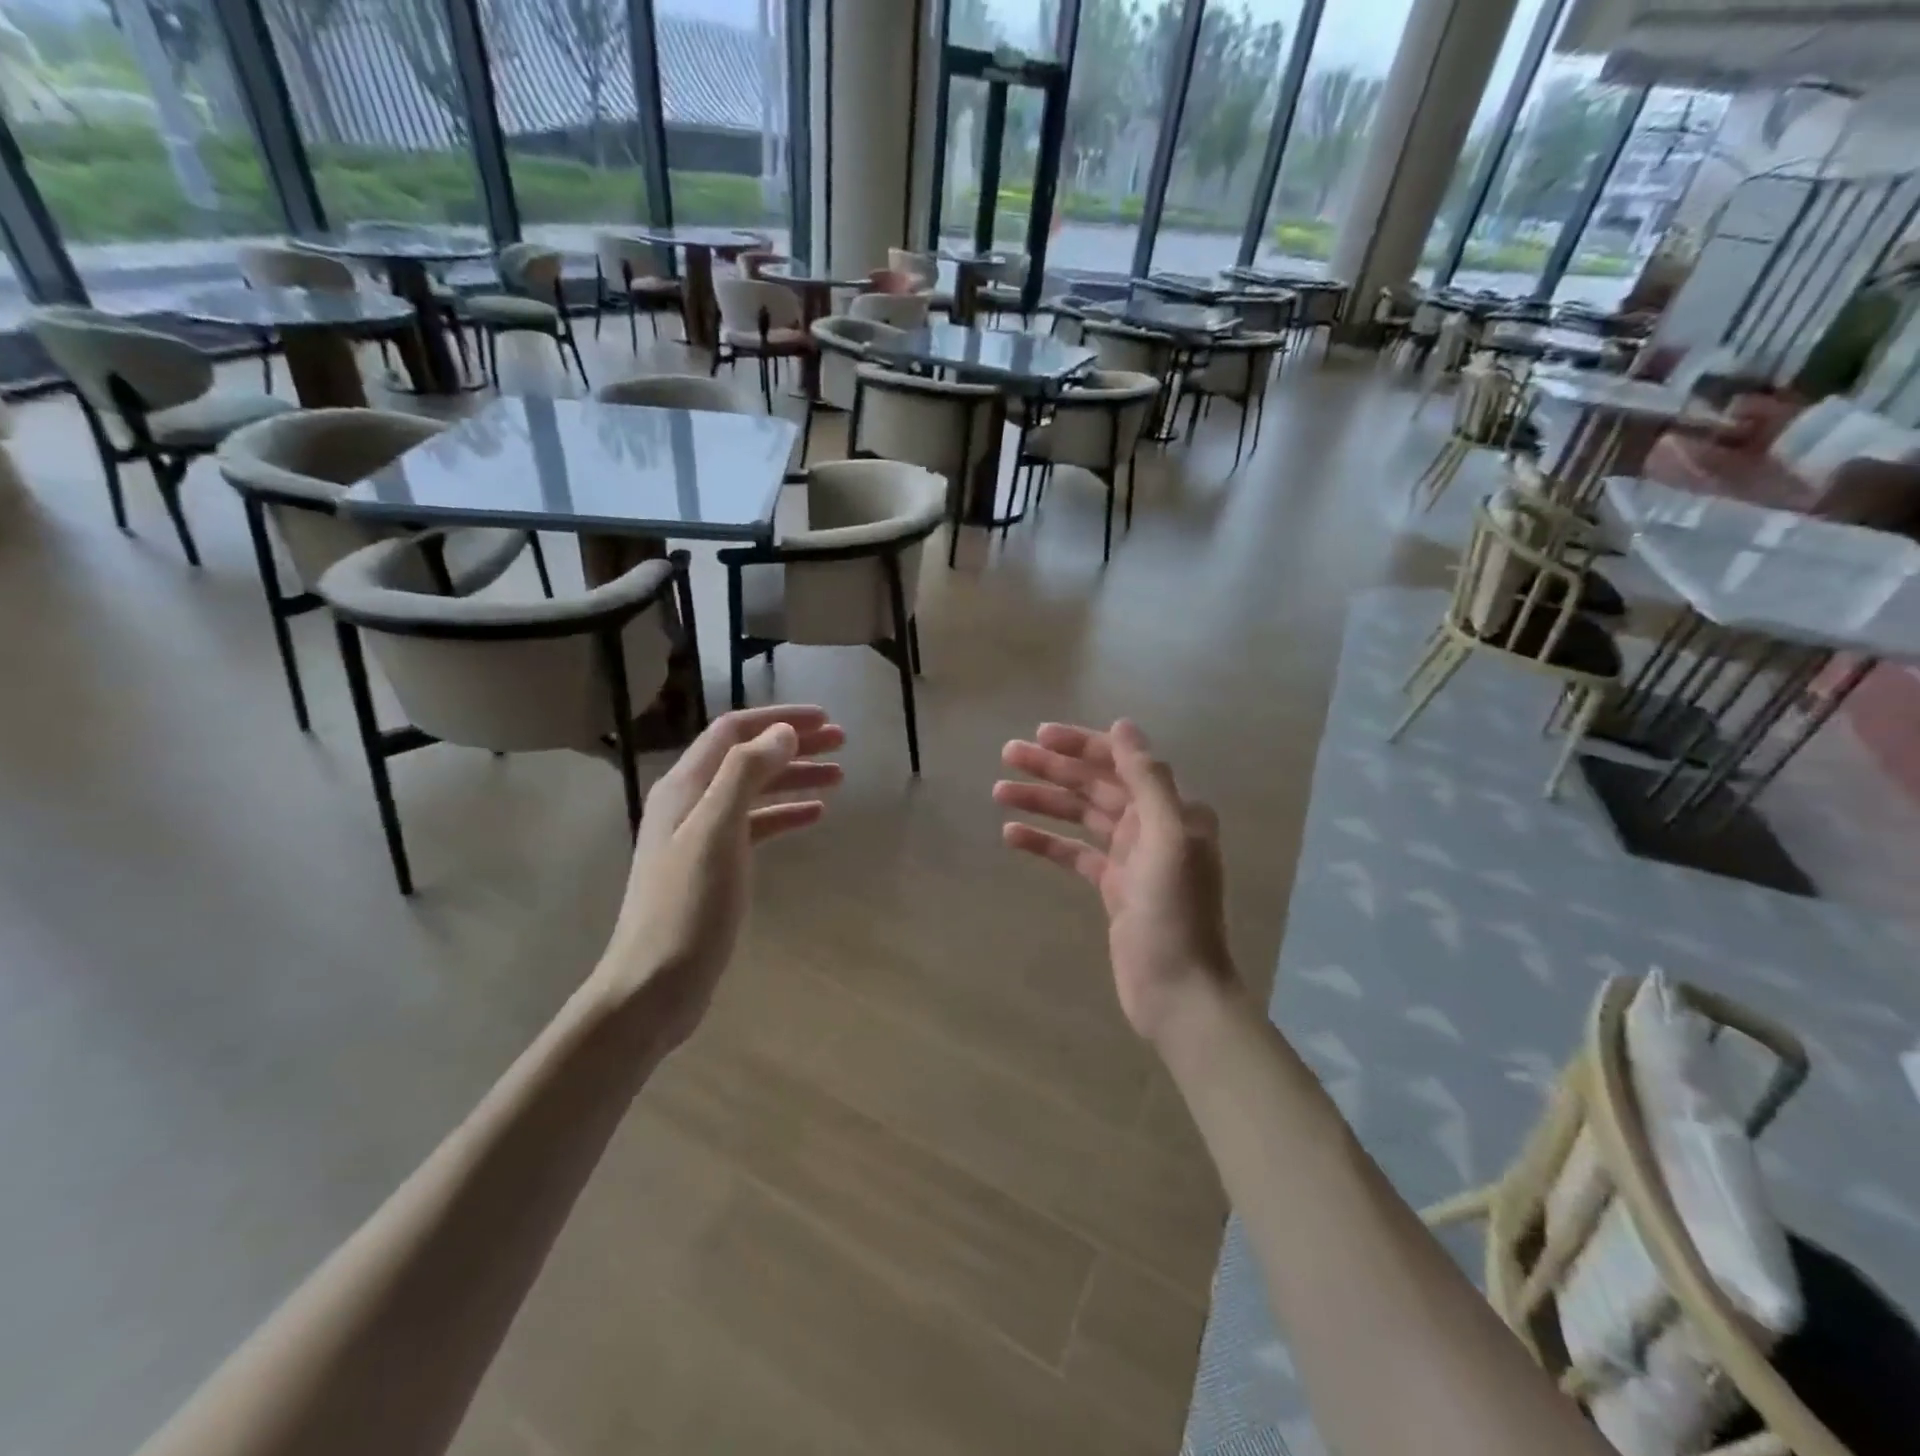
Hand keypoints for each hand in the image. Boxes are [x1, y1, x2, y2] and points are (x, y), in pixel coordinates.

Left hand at [596, 705, 844, 1048]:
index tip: (825, 719)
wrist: (653, 986)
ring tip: (839, 776)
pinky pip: (755, 826)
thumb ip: (746, 774)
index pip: (733, 732)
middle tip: (842, 742)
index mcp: (684, 787)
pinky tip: (814, 816)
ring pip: (754, 791)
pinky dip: (785, 815)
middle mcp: (689, 803)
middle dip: (793, 744)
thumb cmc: (686, 908)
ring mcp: (700, 837)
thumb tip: (783, 733)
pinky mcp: (714, 868)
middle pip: (746, 757)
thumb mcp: (717, 833)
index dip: (779, 719)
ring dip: (794, 777)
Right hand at [994, 719, 1236, 1042]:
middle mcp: (1152, 825)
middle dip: (1054, 769)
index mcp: (1171, 809)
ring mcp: (1131, 857)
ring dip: (1043, 801)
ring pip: (1080, 817)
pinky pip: (1074, 854)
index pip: (1120, 762)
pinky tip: (1012, 835)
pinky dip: (1045, 842)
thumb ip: (1148, 780)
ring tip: (998, 791)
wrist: (1178, 991)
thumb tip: (1124, 725)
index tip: (1039, 736)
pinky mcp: (1112, 887)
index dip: (1080, 745)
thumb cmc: (1174, 913)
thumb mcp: (1167, 838)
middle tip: (1007, 755)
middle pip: (1096, 785)